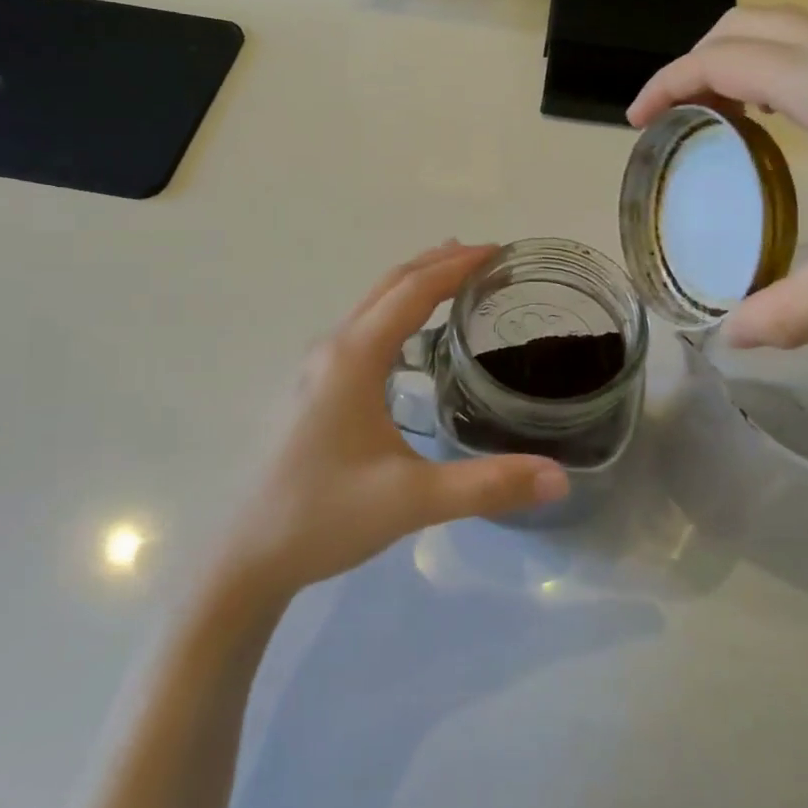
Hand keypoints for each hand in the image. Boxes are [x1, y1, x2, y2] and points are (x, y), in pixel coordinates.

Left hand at [219, 243, 568, 596]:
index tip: (499, 252)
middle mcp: (332, 349)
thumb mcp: (414, 502)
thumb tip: (560, 477)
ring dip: (414, 284)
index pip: (413, 291)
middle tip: (487, 257)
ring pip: (371, 304)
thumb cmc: (325, 517)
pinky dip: (395, 311)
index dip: (457, 266)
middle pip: (389, 285)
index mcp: (354, 358)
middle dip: (438, 263)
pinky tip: (411, 340)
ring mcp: (315, 367)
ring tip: (456, 280)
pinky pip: (360, 328)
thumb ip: (489, 486)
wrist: (247, 555)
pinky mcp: (311, 387)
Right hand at [628, 8, 807, 348]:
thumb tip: (732, 342)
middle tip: (673, 119)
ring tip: (719, 117)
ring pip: (784, 26)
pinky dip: (777, 64)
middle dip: (694, 63)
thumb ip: (799, 309)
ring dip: (737, 59)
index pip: (721, 60)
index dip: (666, 84)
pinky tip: (787, 119)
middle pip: (744, 25)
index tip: (636, 122)